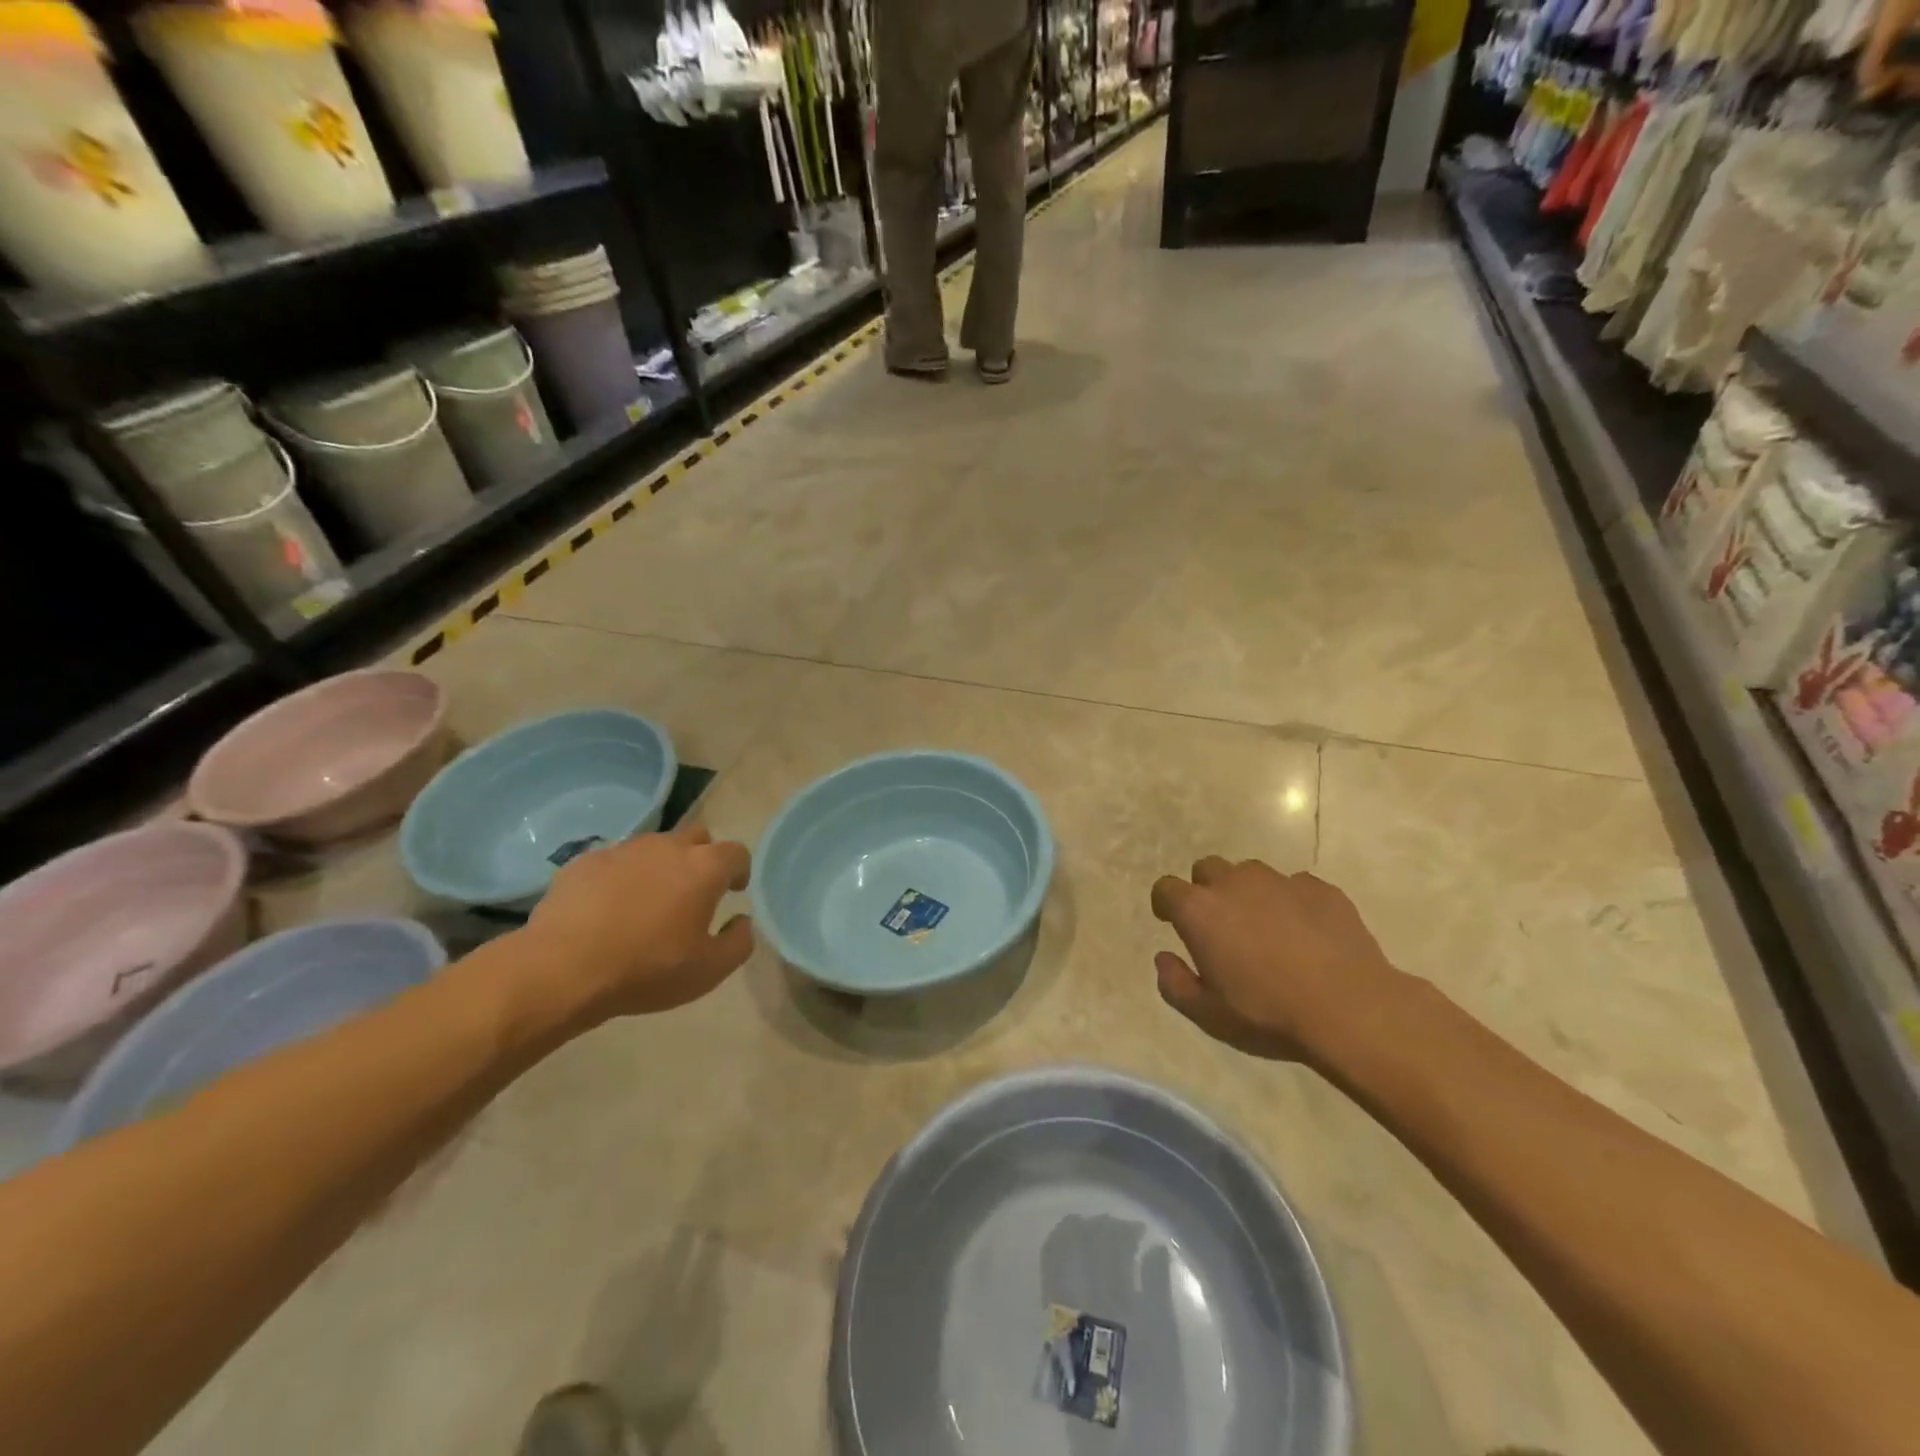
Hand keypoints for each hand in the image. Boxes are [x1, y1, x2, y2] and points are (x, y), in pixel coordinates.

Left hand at [526, 824, 753, 1020]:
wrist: (562, 969)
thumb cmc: (647, 969)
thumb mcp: (710, 970)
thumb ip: (739, 942)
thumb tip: (742, 921)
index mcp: (704, 867)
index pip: (736, 852)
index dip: (739, 870)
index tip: (733, 891)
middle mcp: (668, 847)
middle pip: (696, 837)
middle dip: (701, 857)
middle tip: (693, 892)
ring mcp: (623, 849)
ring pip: (653, 847)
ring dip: (659, 866)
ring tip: (647, 901)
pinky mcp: (585, 861)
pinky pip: (614, 862)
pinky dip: (620, 878)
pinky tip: (607, 909)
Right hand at [1150, 858, 1404, 1063]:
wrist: (1350, 1009)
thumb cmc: (1267, 1013)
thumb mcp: (1208, 1015)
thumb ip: (1175, 984)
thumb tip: (1164, 958)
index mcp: (1199, 910)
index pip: (1166, 888)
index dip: (1165, 903)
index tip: (1171, 921)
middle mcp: (1234, 883)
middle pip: (1207, 869)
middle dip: (1206, 890)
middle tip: (1220, 926)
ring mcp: (1280, 881)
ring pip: (1251, 873)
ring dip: (1248, 893)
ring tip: (1265, 928)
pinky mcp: (1320, 888)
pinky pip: (1295, 886)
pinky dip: (1291, 902)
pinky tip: (1306, 934)